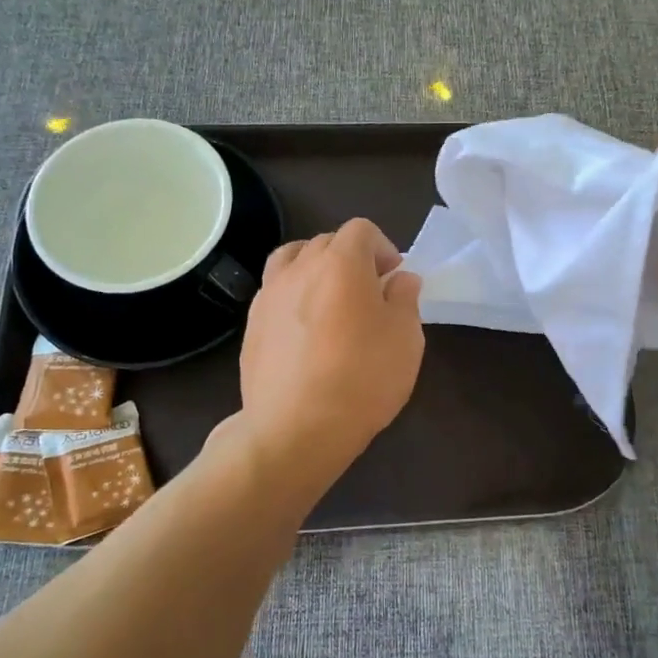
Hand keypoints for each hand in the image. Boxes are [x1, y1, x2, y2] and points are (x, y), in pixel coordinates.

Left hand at [236, 219, 424, 492]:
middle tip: (369, 291)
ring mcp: (269, 295)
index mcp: (341, 262)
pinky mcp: (251, 325)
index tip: (393, 276)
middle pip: (326, 242)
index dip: (382, 246)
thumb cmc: (363, 378)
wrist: (296, 428)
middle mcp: (300, 268)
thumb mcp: (405, 338)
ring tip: (329, 299)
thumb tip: (401, 279)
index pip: (361, 230)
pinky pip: (275, 292)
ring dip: (314, 269)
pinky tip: (305, 330)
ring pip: (292, 260)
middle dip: (351, 257)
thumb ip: (405, 299)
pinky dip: (293, 296)